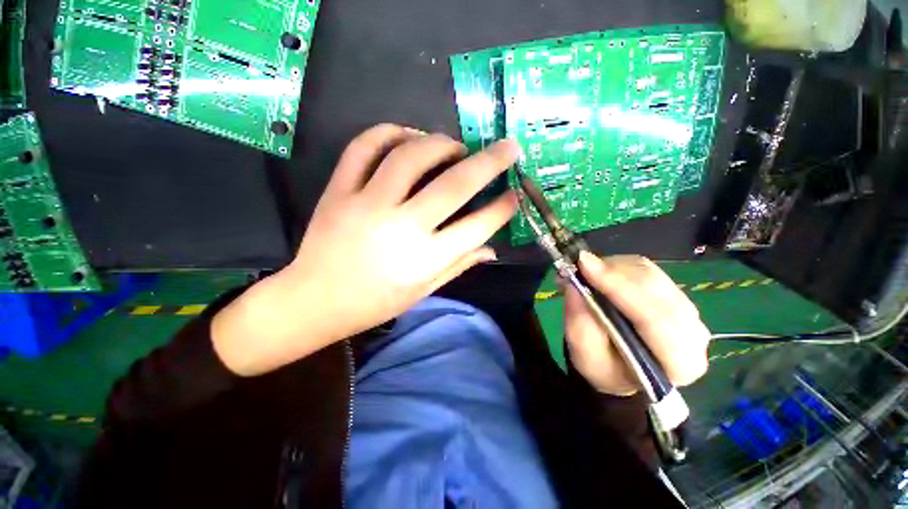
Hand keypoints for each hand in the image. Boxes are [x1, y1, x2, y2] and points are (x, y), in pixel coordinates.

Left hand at [213, 124, 518, 375]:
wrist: (314, 300)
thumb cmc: (374, 303)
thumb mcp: (423, 291)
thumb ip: (458, 265)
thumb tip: (491, 248)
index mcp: (424, 259)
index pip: (477, 227)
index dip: (502, 209)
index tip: (515, 195)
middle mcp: (401, 227)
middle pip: (453, 185)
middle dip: (489, 162)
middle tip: (507, 148)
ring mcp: (367, 204)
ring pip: (410, 156)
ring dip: (440, 143)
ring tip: (454, 147)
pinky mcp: (338, 190)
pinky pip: (363, 147)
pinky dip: (388, 132)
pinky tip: (408, 136)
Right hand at [565, 252, 710, 395]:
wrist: (622, 371)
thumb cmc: (605, 370)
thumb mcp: (585, 357)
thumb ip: (580, 323)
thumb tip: (574, 284)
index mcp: (680, 363)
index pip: (654, 318)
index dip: (617, 288)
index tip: (584, 265)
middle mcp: (694, 334)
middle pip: (655, 290)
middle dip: (613, 273)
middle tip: (578, 264)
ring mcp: (688, 311)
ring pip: (651, 275)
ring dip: (613, 267)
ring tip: (584, 271)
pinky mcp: (675, 294)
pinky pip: (647, 269)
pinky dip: (619, 265)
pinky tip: (599, 272)